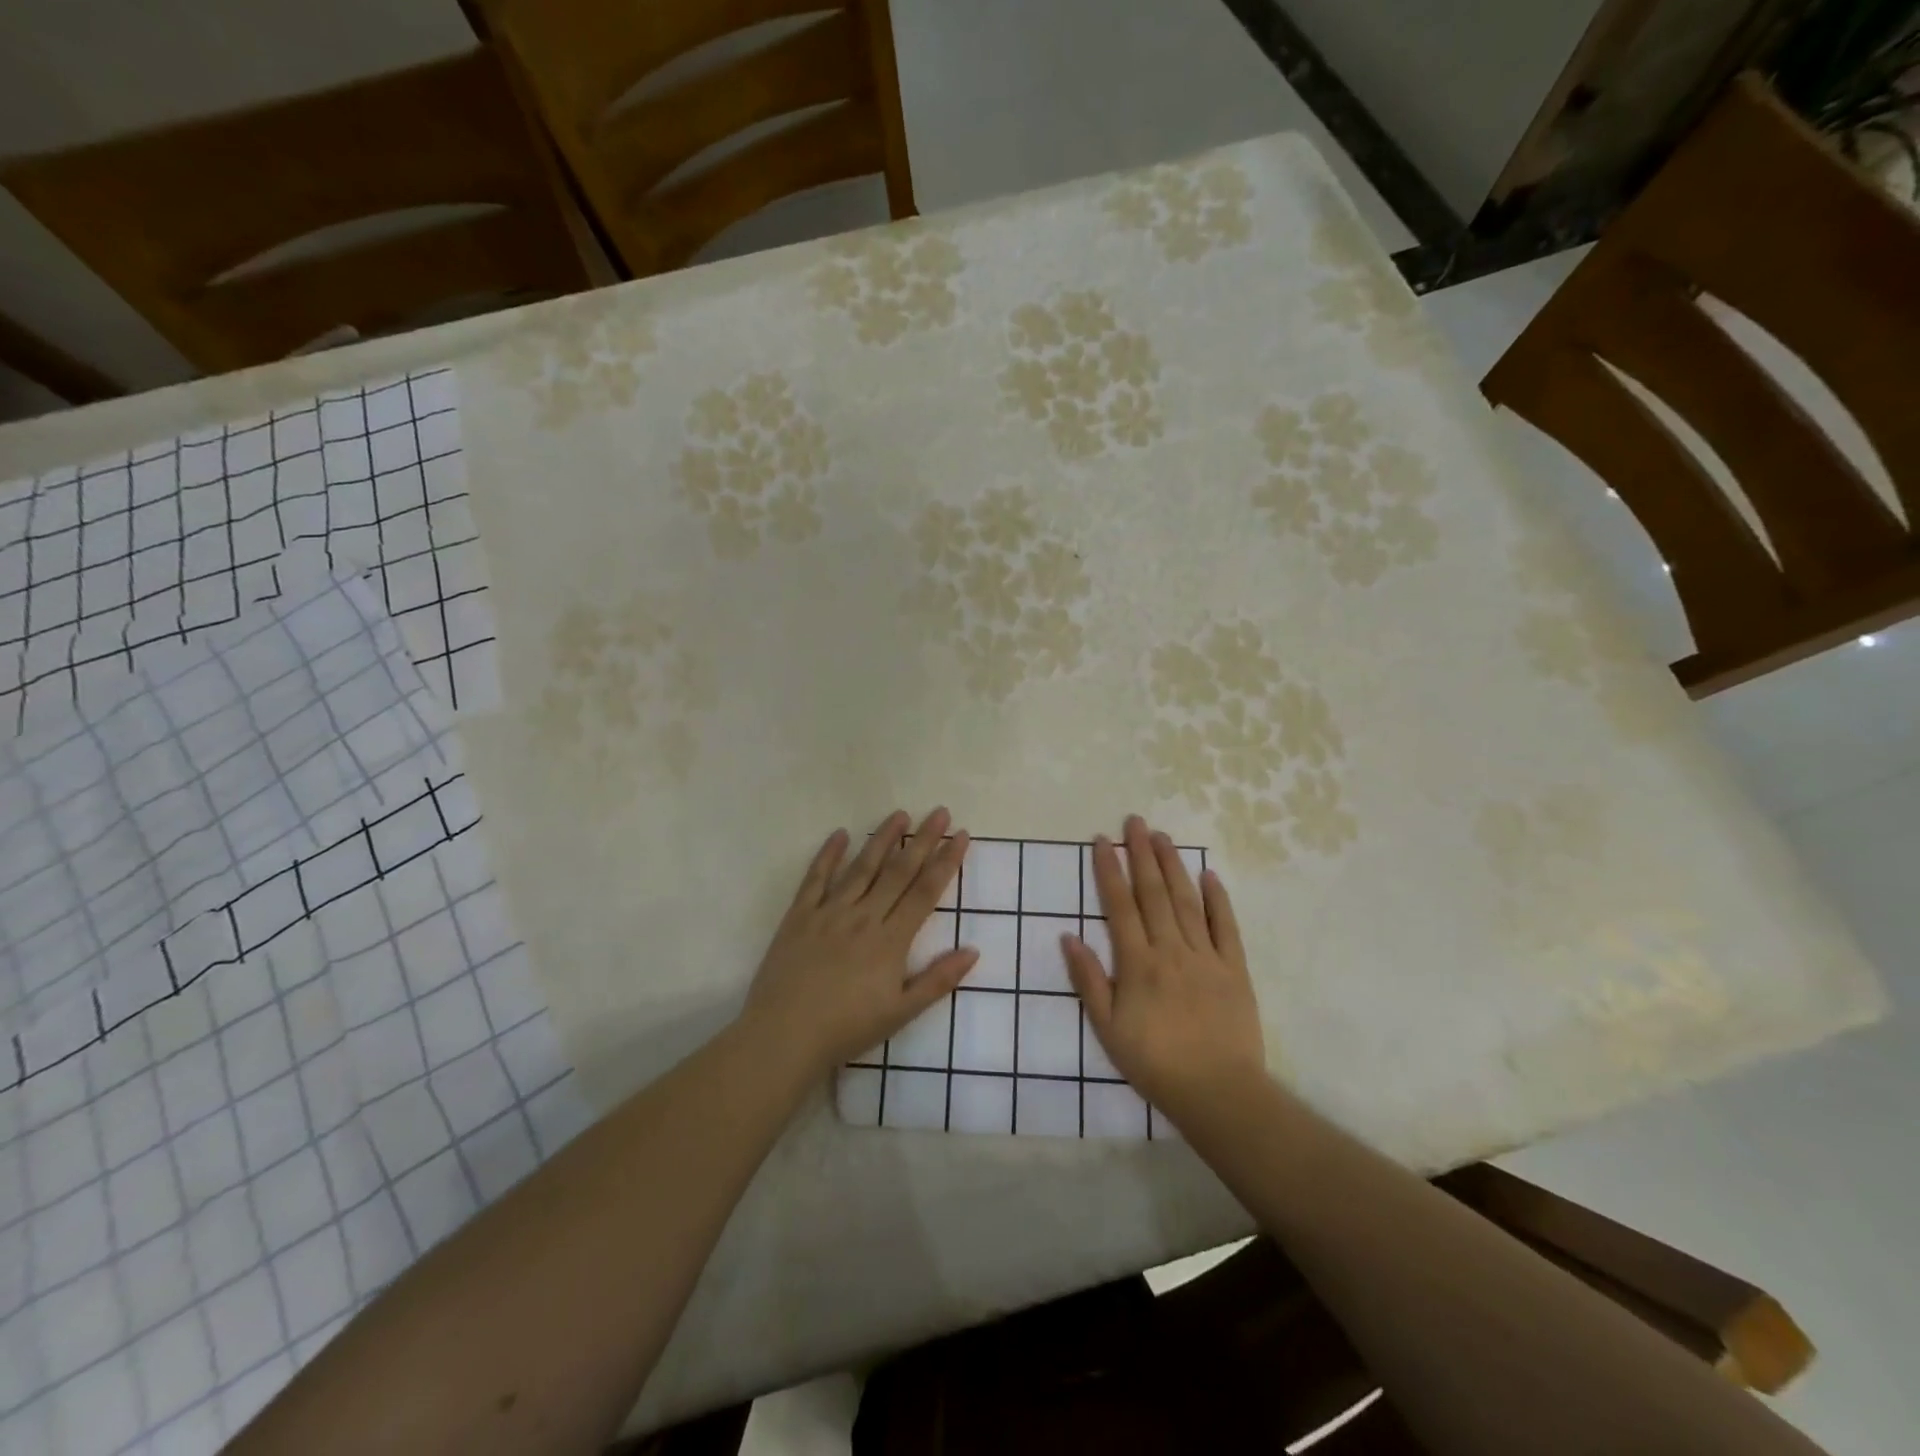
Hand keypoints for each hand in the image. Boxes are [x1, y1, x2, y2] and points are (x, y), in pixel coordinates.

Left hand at [742, 808, 977, 1076]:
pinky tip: (840, 834)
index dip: (946, 861)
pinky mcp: (799, 916)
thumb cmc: (847, 1029)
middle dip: (922, 840)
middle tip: (939, 811)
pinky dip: (828, 855)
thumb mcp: (901, 1013)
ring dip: (882, 839)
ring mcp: (829, 913)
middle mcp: (863, 917)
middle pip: (898, 871)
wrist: (784, 1037)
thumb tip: (973, 950)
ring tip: (900, 814)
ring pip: (861, 867)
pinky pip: (815, 879)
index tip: (960, 835)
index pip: (925, 891)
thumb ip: (938, 980)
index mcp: (890, 940)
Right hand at [1063, 815, 1266, 1121]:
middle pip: (1154, 893)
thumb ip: (1088, 980)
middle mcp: (1171, 950)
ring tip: (1162, 837)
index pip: (1120, 905)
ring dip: (1173, 865)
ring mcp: (1206, 956)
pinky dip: (1218, 898)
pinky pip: (1226, 926)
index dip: (1109, 870)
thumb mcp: (1107, 1028)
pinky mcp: (1234, 968)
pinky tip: (1209, 874)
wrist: (1217, 1092)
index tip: (1102, 841)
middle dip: (1141, 854)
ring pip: (1187, 901)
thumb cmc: (1154, 1063)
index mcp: (1138, 963)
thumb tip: (1068, 936)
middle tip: (1135, 821)